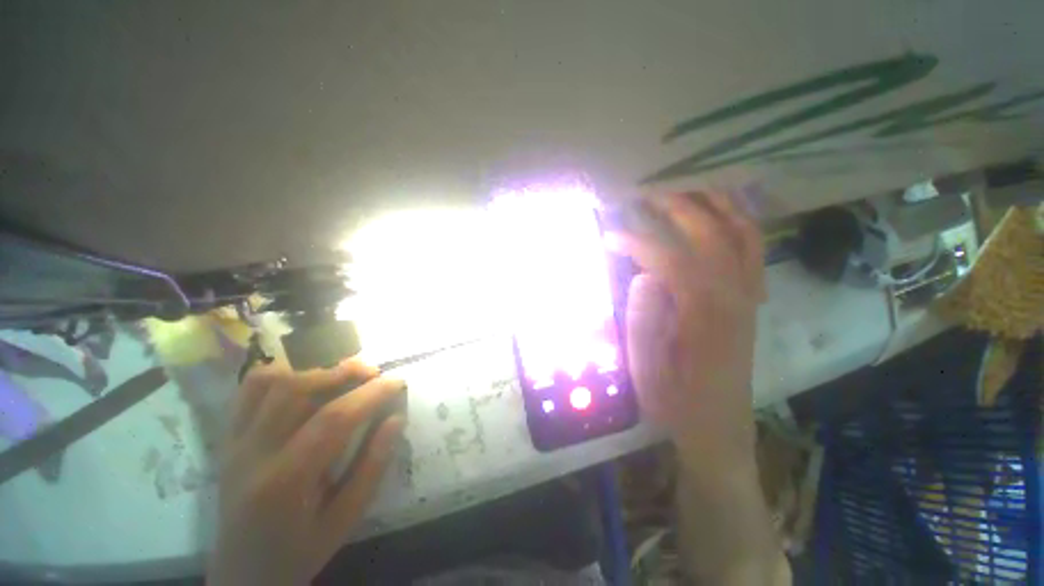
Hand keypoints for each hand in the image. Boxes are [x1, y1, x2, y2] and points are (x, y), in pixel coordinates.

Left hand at [208, 359, 406, 585]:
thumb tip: (396, 418)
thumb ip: (372, 466)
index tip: (398, 381)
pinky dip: (280, 372)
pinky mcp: (228, 438)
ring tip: (343, 372)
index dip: (371, 393)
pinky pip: (248, 390)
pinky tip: (305, 377)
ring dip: (314, 368)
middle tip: (373, 372)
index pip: (333, 419)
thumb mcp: (345, 519)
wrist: (243, 574)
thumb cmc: (299, 552)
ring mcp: (235, 442)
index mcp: (285, 481)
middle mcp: (253, 454)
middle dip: (343, 371)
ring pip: (271, 382)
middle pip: (297, 390)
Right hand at [611, 191, 764, 465]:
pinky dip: (739, 224)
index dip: (634, 242)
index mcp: (703, 314)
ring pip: (741, 235)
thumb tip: (644, 276)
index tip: (607, 236)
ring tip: (689, 188)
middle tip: (644, 196)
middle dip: (674, 208)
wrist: (718, 430)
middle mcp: (733, 296)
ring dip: (715, 206)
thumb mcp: (647, 370)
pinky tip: (722, 214)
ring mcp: (748, 297)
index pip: (667, 259)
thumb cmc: (676, 404)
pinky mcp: (750, 302)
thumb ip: (644, 320)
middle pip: (708, 235)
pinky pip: (753, 251)